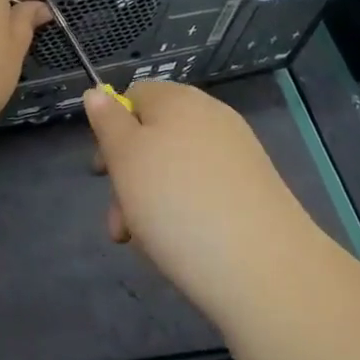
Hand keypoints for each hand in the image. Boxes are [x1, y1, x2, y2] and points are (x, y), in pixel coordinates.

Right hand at [84, 81, 322, 325]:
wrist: (262, 266)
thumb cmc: (176, 203)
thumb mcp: (125, 158)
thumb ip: (107, 122)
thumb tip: (97, 93)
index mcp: (177, 99)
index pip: (134, 96)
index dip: (112, 130)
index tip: (103, 174)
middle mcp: (210, 116)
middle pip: (155, 136)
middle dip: (130, 178)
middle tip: (120, 225)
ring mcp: (237, 152)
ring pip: (178, 169)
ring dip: (153, 201)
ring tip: (149, 245)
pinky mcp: (255, 188)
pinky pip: (206, 190)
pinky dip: (188, 212)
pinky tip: (184, 245)